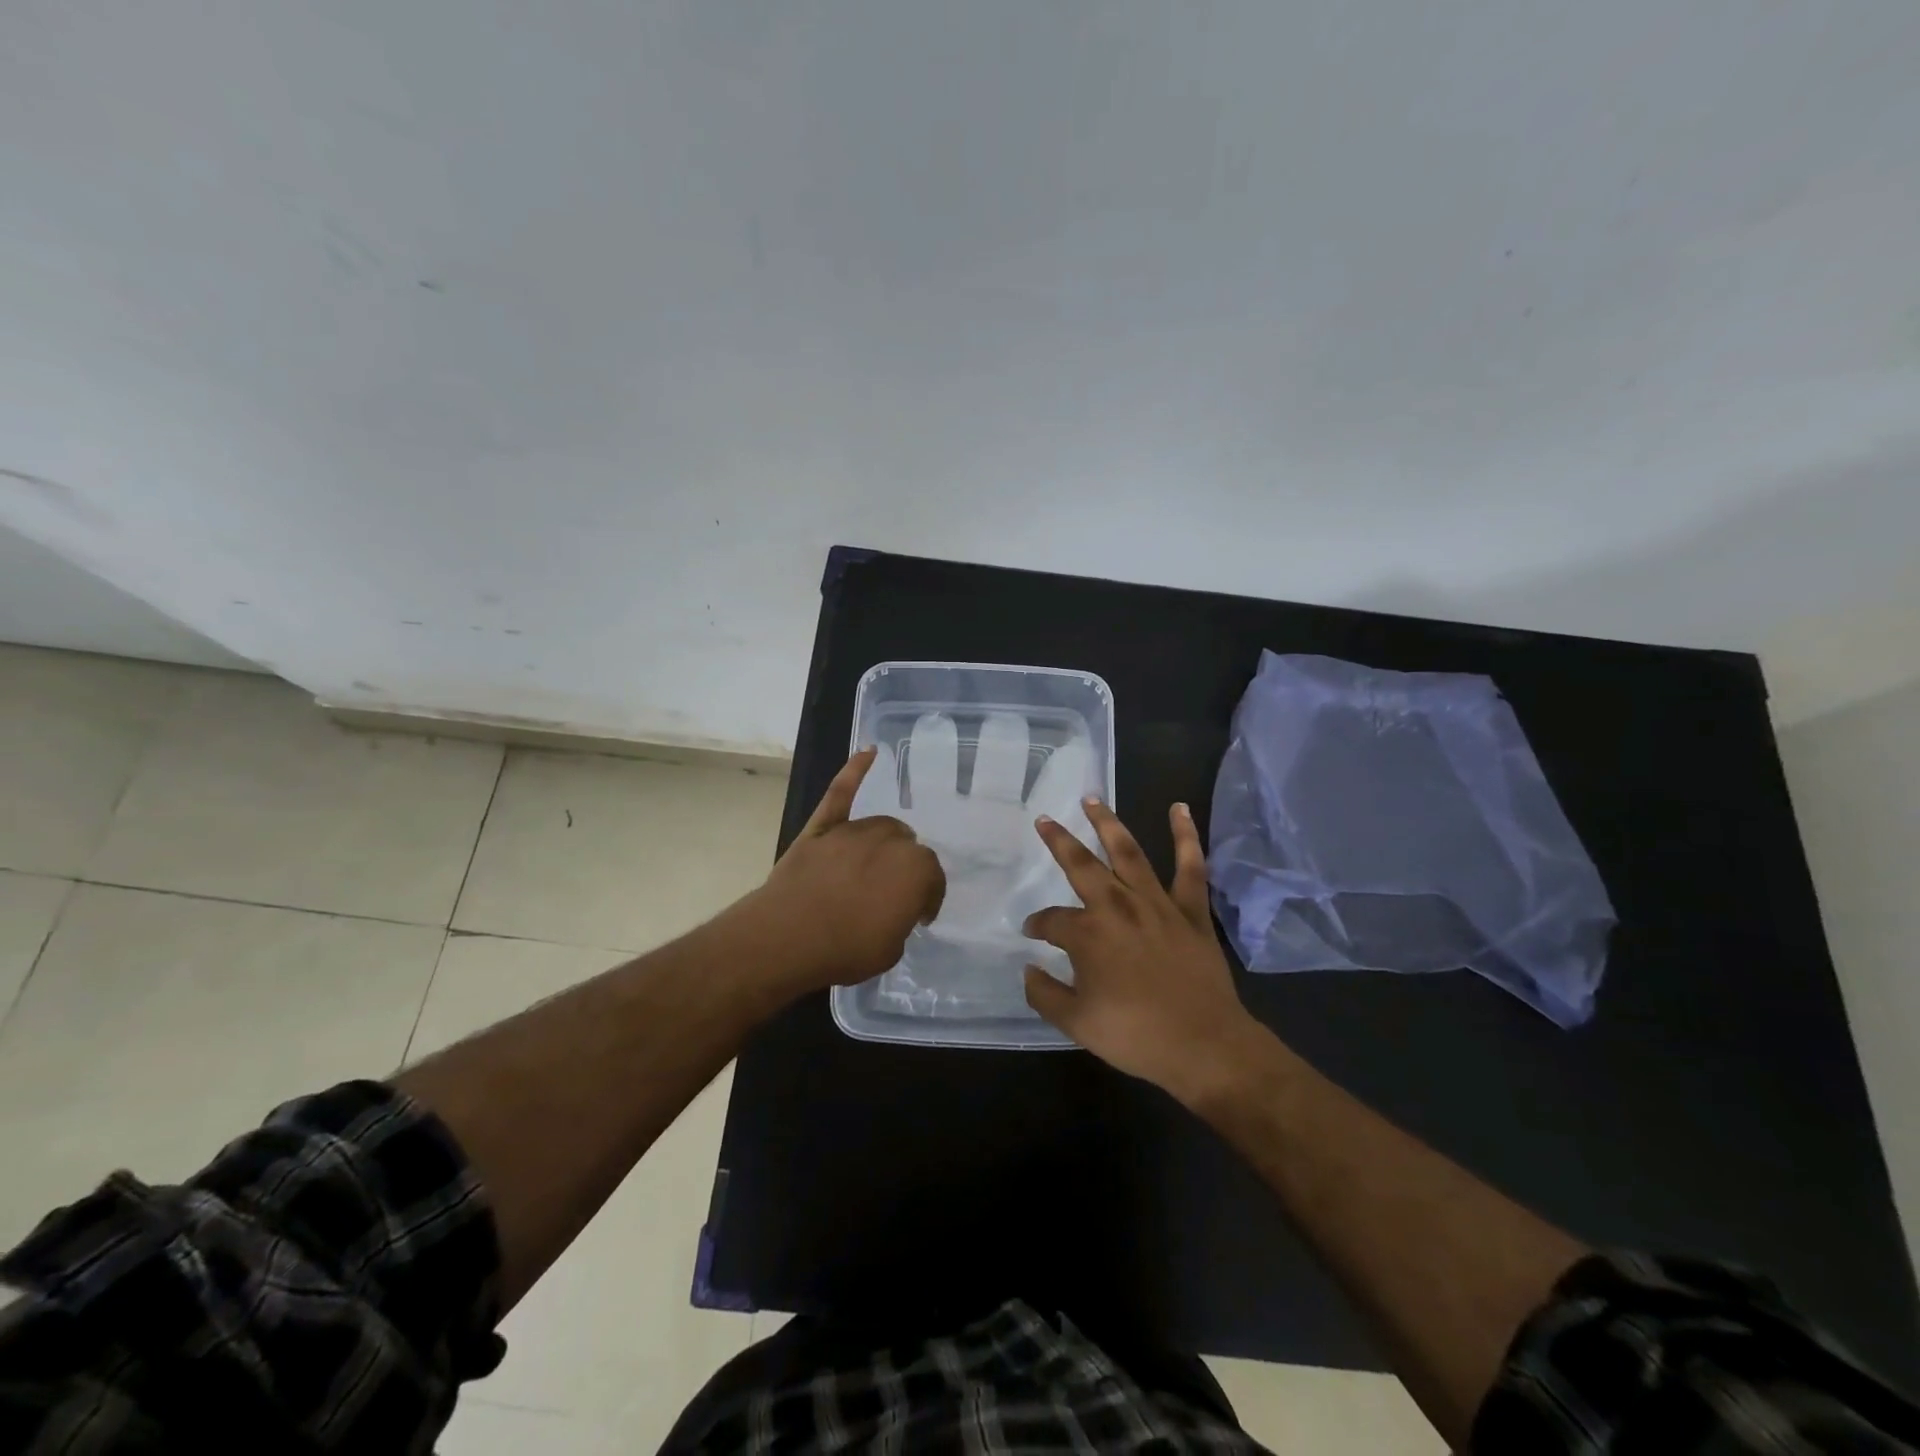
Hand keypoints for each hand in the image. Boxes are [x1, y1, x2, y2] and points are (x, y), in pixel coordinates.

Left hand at [741, 748, 944, 992]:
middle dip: (906, 870)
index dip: (927, 900)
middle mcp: (891, 842)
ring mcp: (854, 831)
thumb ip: (900, 919)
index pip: (933, 880)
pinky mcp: (823, 827)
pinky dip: (855, 771)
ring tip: (878, 865)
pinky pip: (841, 792)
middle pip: (908, 848)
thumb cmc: (845, 949)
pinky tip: (868, 752)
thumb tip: (895, 908)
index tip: (918, 917)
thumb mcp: (892, 948)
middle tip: (892, 896)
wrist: (787, 938)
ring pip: (882, 827)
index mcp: (916, 870)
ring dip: (886, 843)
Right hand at [1023, 800, 1264, 1101]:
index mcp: (1087, 934)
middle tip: (1044, 820)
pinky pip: (1190, 866)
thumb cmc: (1135, 1036)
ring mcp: (1156, 904)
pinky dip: (1186, 836)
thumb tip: (1028, 969)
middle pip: (1081, 865)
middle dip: (1059, 841)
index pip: (1051, 920)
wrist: (1204, 1046)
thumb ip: (1044, 993)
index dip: (1037, 925)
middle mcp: (1117, 907)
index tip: (1032, 933)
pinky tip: (1180, 808)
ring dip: (1108, 823)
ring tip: (1092, 799)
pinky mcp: (1190, 910)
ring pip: (1128, 853)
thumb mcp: (1075, 1023)